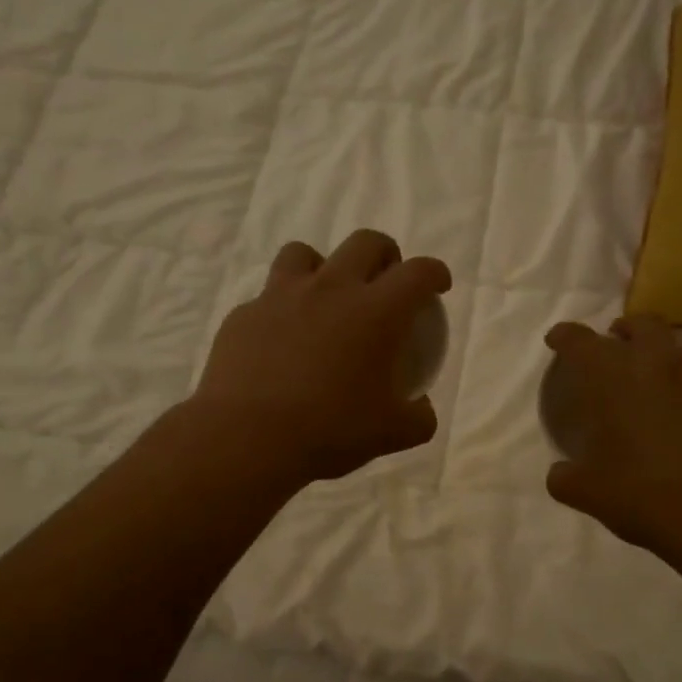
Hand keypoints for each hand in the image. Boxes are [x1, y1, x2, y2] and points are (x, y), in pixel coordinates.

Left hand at [190, 230, 451, 485]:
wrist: (247, 438)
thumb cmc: (329, 431)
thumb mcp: (390, 434)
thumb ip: (417, 419)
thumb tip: (422, 410)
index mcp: (376, 312)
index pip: (418, 273)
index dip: (434, 273)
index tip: (437, 285)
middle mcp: (331, 289)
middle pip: (365, 243)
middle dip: (384, 254)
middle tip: (385, 280)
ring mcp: (281, 296)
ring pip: (303, 253)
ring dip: (322, 267)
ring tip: (324, 297)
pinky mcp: (244, 314)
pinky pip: (266, 298)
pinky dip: (280, 310)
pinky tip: (280, 342)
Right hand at [543, 316, 681, 582]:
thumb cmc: (646, 496)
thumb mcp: (589, 494)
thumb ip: (566, 478)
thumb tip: (560, 474)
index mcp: (618, 380)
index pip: (581, 342)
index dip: (565, 336)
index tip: (558, 339)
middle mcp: (664, 368)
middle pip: (645, 326)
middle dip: (627, 329)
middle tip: (618, 342)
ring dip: (672, 360)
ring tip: (666, 381)